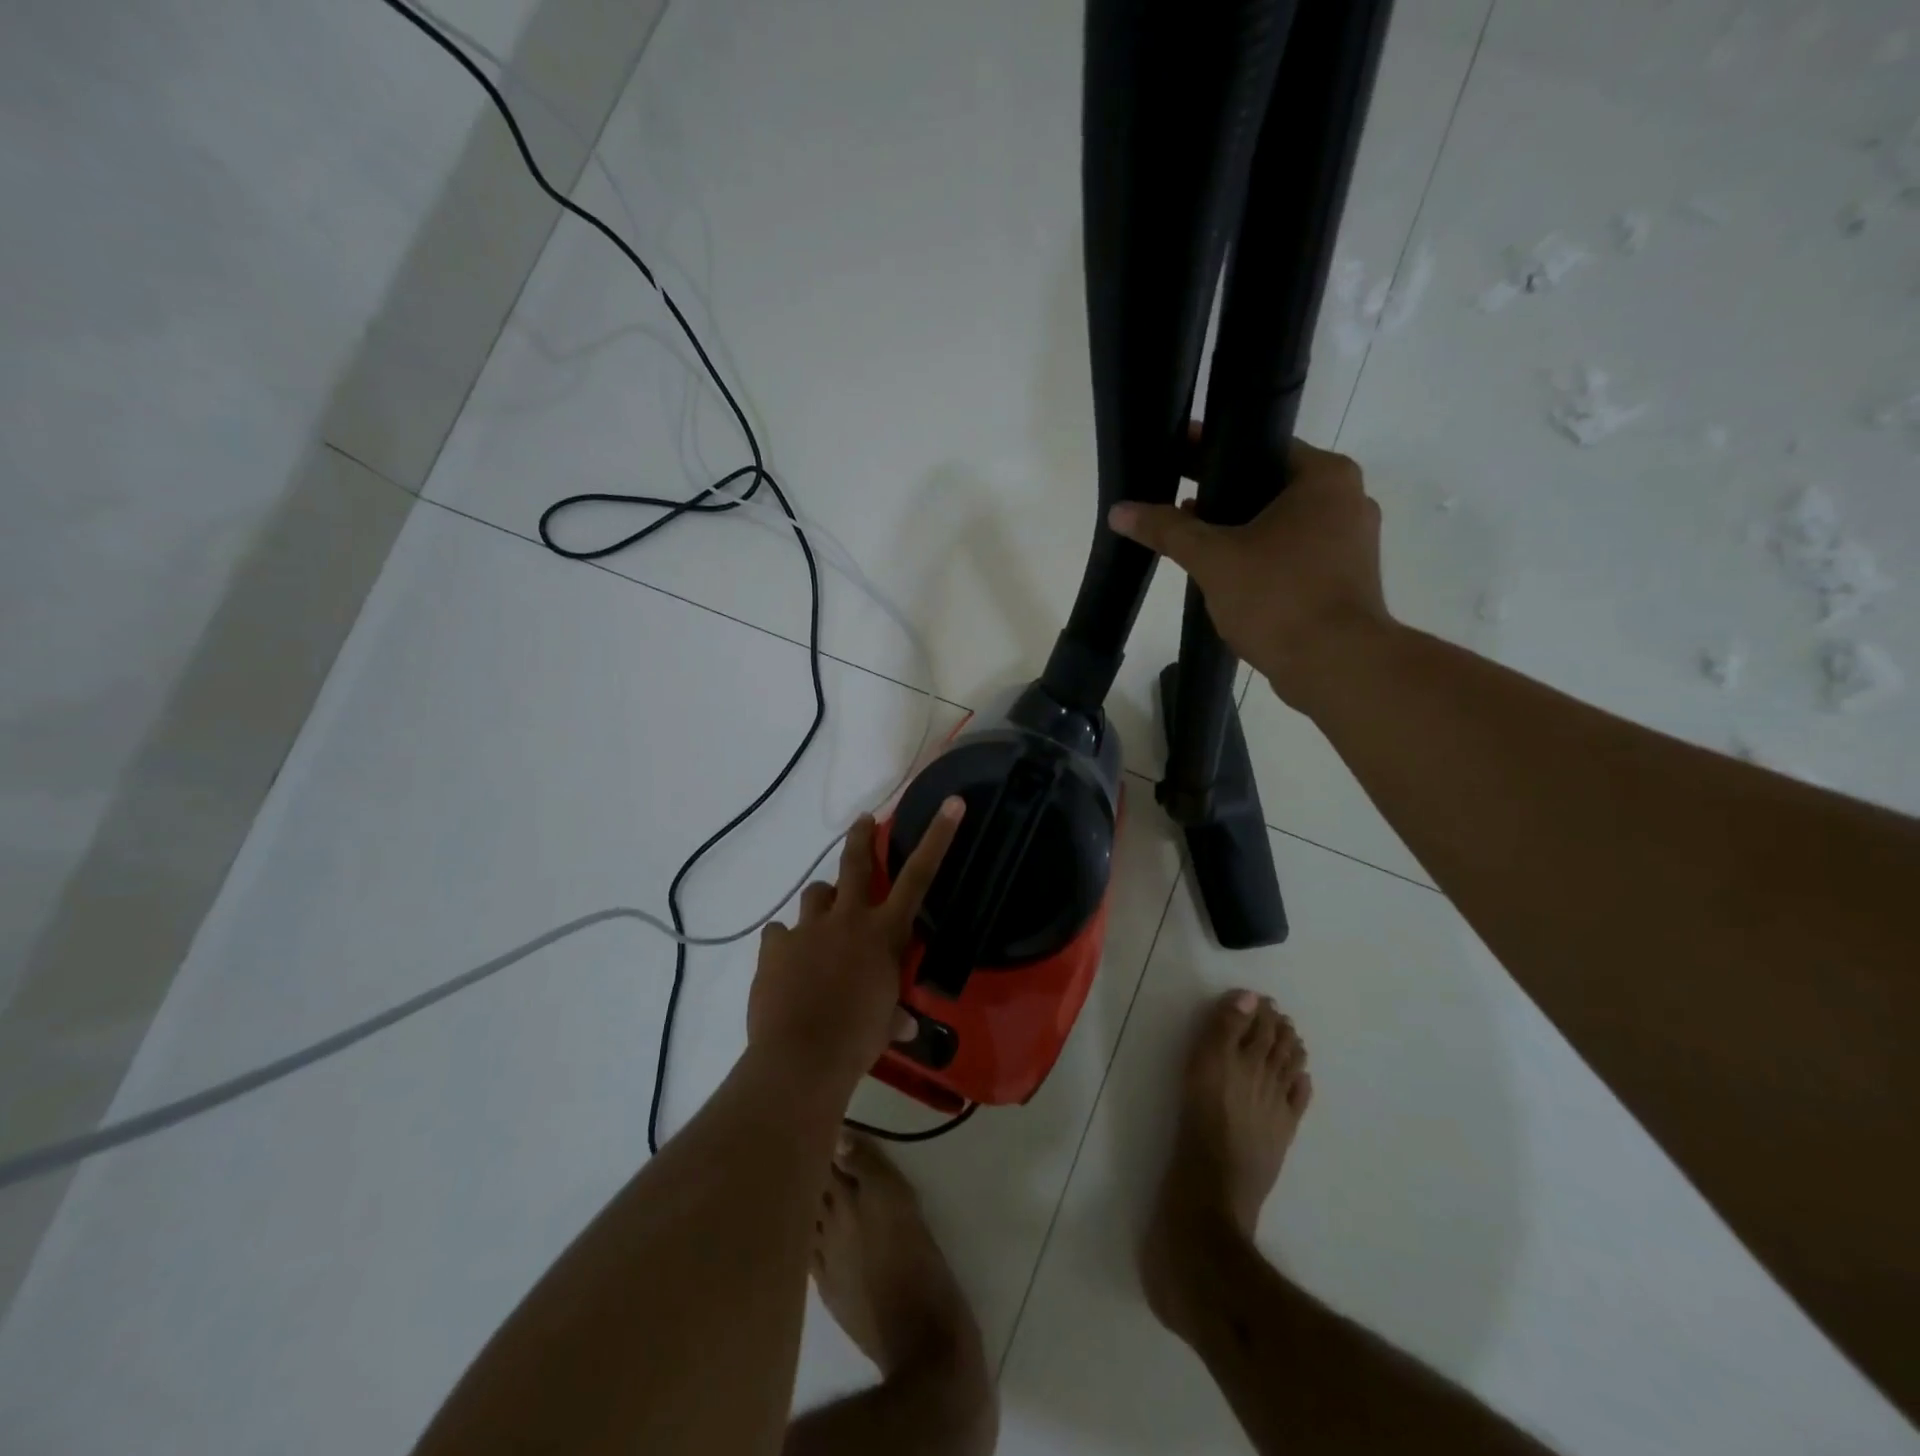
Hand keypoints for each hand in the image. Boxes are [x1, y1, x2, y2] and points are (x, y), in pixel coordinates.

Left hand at [747, 800, 965, 1085]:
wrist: (801, 1058)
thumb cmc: (857, 1041)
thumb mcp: (884, 1025)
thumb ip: (894, 1015)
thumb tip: (904, 1024)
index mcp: (884, 933)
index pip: (919, 876)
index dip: (938, 837)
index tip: (951, 802)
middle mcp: (848, 918)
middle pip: (855, 863)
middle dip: (861, 837)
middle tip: (863, 821)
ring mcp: (808, 928)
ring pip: (815, 894)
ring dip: (822, 903)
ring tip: (820, 923)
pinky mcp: (775, 945)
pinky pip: (779, 933)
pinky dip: (785, 943)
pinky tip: (786, 963)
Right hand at [1108, 437, 1393, 710]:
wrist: (1336, 665)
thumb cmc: (1279, 597)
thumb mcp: (1213, 558)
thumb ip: (1167, 530)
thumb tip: (1120, 510)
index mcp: (1325, 476)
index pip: (1261, 446)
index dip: (1211, 451)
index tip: (1175, 458)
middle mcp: (1348, 499)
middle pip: (1270, 485)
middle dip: (1222, 496)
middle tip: (1176, 502)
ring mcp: (1352, 542)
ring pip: (1282, 523)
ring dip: (1240, 529)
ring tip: (1194, 540)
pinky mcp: (1345, 578)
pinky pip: (1294, 553)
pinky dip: (1262, 557)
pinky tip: (1227, 573)